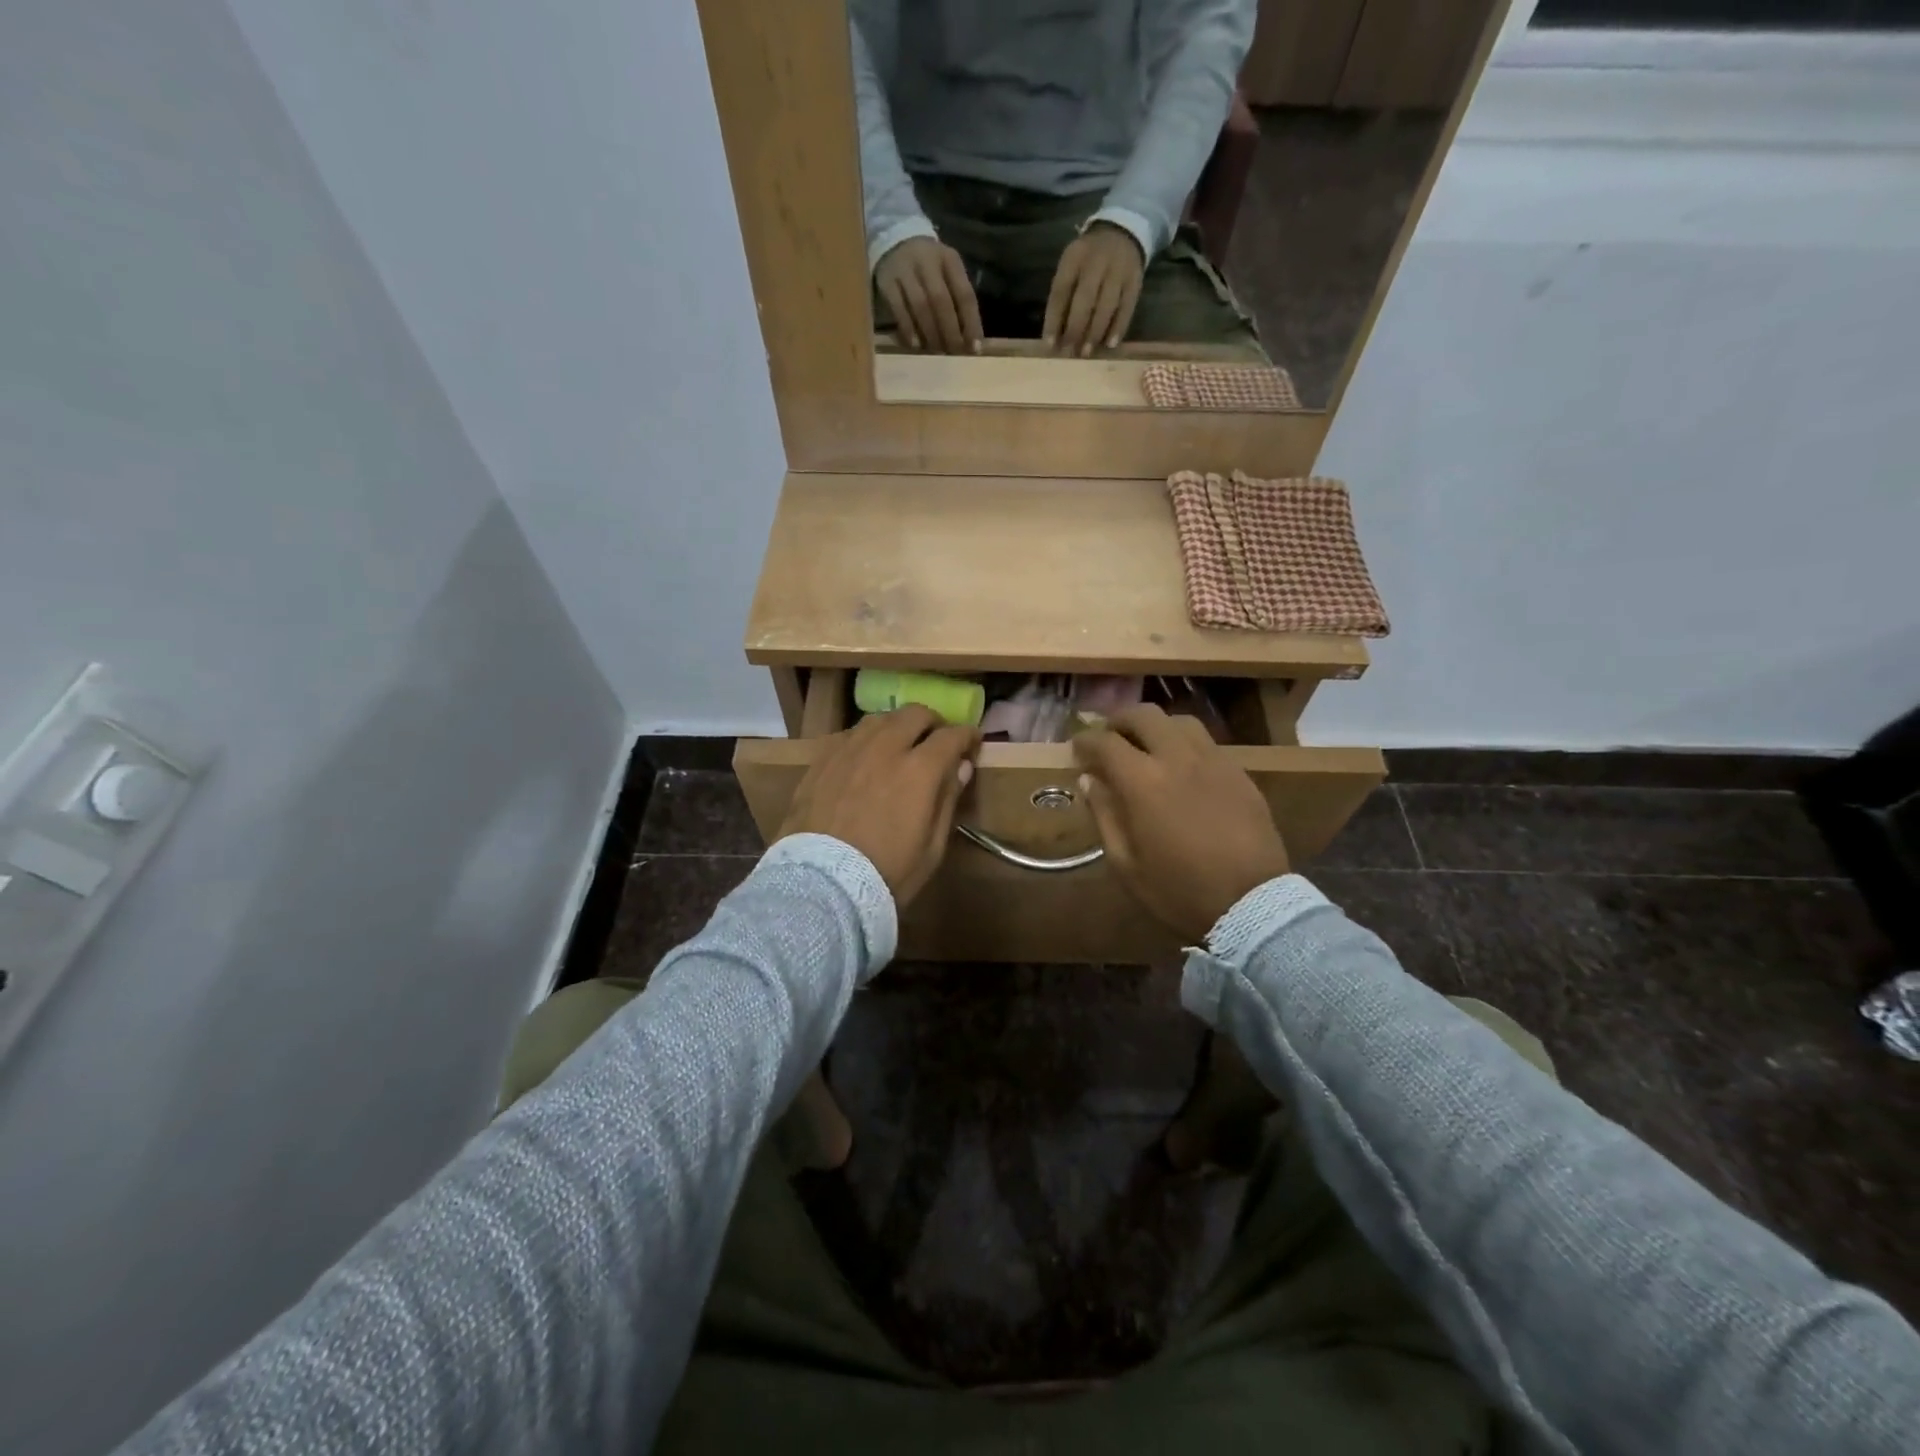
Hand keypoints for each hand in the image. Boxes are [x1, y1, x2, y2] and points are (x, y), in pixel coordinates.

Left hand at [779, 706, 981, 905]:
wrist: (820, 885)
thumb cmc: (886, 873)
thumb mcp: (932, 849)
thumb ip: (947, 801)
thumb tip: (960, 767)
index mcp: (919, 770)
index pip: (951, 736)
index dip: (967, 736)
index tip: (972, 742)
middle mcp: (884, 748)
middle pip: (915, 714)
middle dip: (932, 723)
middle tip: (936, 741)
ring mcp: (849, 750)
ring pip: (879, 719)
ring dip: (897, 726)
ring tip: (899, 745)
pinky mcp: (821, 759)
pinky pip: (849, 735)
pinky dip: (866, 740)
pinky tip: (865, 758)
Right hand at [874, 236, 983, 353]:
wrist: (894, 242)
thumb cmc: (929, 267)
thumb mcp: (948, 273)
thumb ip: (958, 300)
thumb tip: (969, 340)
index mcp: (949, 260)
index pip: (965, 294)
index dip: (971, 323)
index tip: (974, 348)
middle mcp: (927, 262)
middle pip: (941, 300)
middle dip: (950, 331)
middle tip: (954, 353)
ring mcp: (905, 270)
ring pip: (920, 305)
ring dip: (930, 332)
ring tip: (937, 352)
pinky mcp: (887, 282)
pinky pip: (899, 309)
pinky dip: (908, 328)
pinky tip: (915, 344)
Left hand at [1044, 222, 1144, 356]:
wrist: (1122, 232)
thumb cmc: (1088, 260)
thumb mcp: (1071, 267)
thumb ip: (1063, 296)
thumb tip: (1055, 336)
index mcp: (1074, 257)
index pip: (1061, 291)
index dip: (1054, 319)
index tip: (1050, 344)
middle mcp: (1097, 261)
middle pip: (1085, 298)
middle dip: (1075, 328)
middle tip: (1069, 352)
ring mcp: (1119, 270)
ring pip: (1107, 305)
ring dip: (1095, 332)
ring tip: (1086, 352)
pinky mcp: (1135, 280)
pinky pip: (1127, 307)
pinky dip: (1118, 327)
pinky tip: (1110, 344)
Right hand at [1073, 705, 1289, 941]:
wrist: (1252, 904)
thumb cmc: (1178, 890)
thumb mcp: (1126, 864)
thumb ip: (1104, 815)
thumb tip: (1090, 781)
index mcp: (1143, 782)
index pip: (1105, 742)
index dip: (1085, 741)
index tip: (1077, 749)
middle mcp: (1178, 759)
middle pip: (1144, 716)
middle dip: (1119, 721)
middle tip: (1109, 738)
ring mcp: (1213, 762)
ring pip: (1180, 722)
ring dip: (1156, 727)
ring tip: (1147, 747)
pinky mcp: (1239, 773)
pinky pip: (1207, 744)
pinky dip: (1185, 745)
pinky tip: (1182, 768)